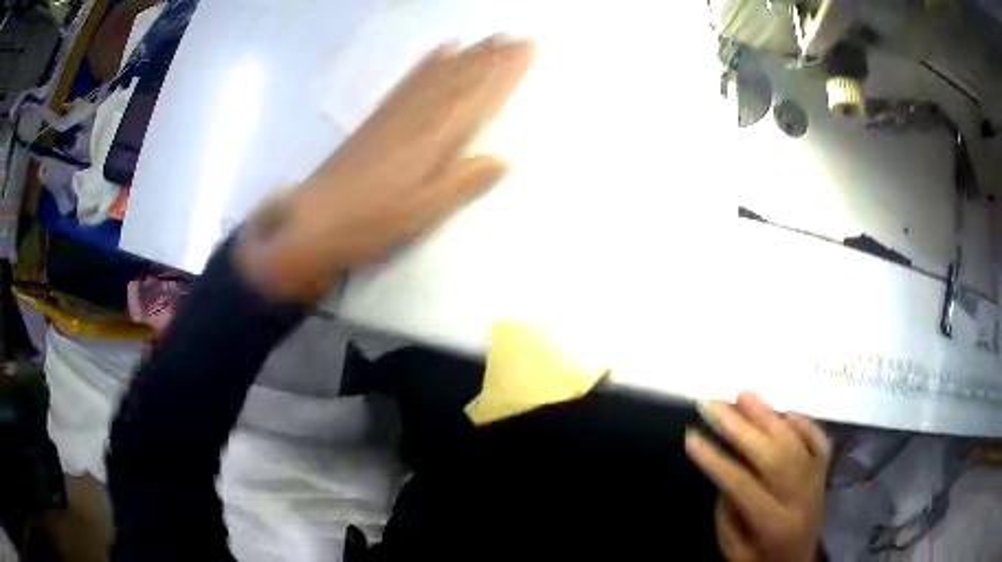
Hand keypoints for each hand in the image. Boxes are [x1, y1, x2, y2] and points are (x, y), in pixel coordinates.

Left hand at [237, 36, 533, 300]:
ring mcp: (395, 114)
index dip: (504, 72)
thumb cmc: (372, 222)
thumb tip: (504, 159)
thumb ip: (464, 181)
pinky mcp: (378, 118)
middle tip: (517, 36)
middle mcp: (417, 117)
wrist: (313, 222)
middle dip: (491, 56)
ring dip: (467, 54)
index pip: (477, 97)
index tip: (527, 50)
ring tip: (489, 38)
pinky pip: (409, 82)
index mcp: (433, 140)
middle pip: (460, 78)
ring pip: (438, 75)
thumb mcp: (423, 211)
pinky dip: (428, 63)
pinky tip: (439, 52)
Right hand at [685, 391, 829, 561]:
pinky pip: (818, 440)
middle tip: (714, 404)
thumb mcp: (735, 551)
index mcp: (776, 524)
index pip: (743, 485)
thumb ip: (729, 514)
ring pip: (795, 441)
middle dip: (740, 428)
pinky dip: (803, 422)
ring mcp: (817, 481)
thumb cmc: (760, 560)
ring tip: (744, 394)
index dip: (716, 460)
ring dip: (769, 415)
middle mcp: (801, 497)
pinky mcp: (825, 472)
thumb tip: (728, 471)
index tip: (691, 437)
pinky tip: (784, 410)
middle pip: (772, 456)